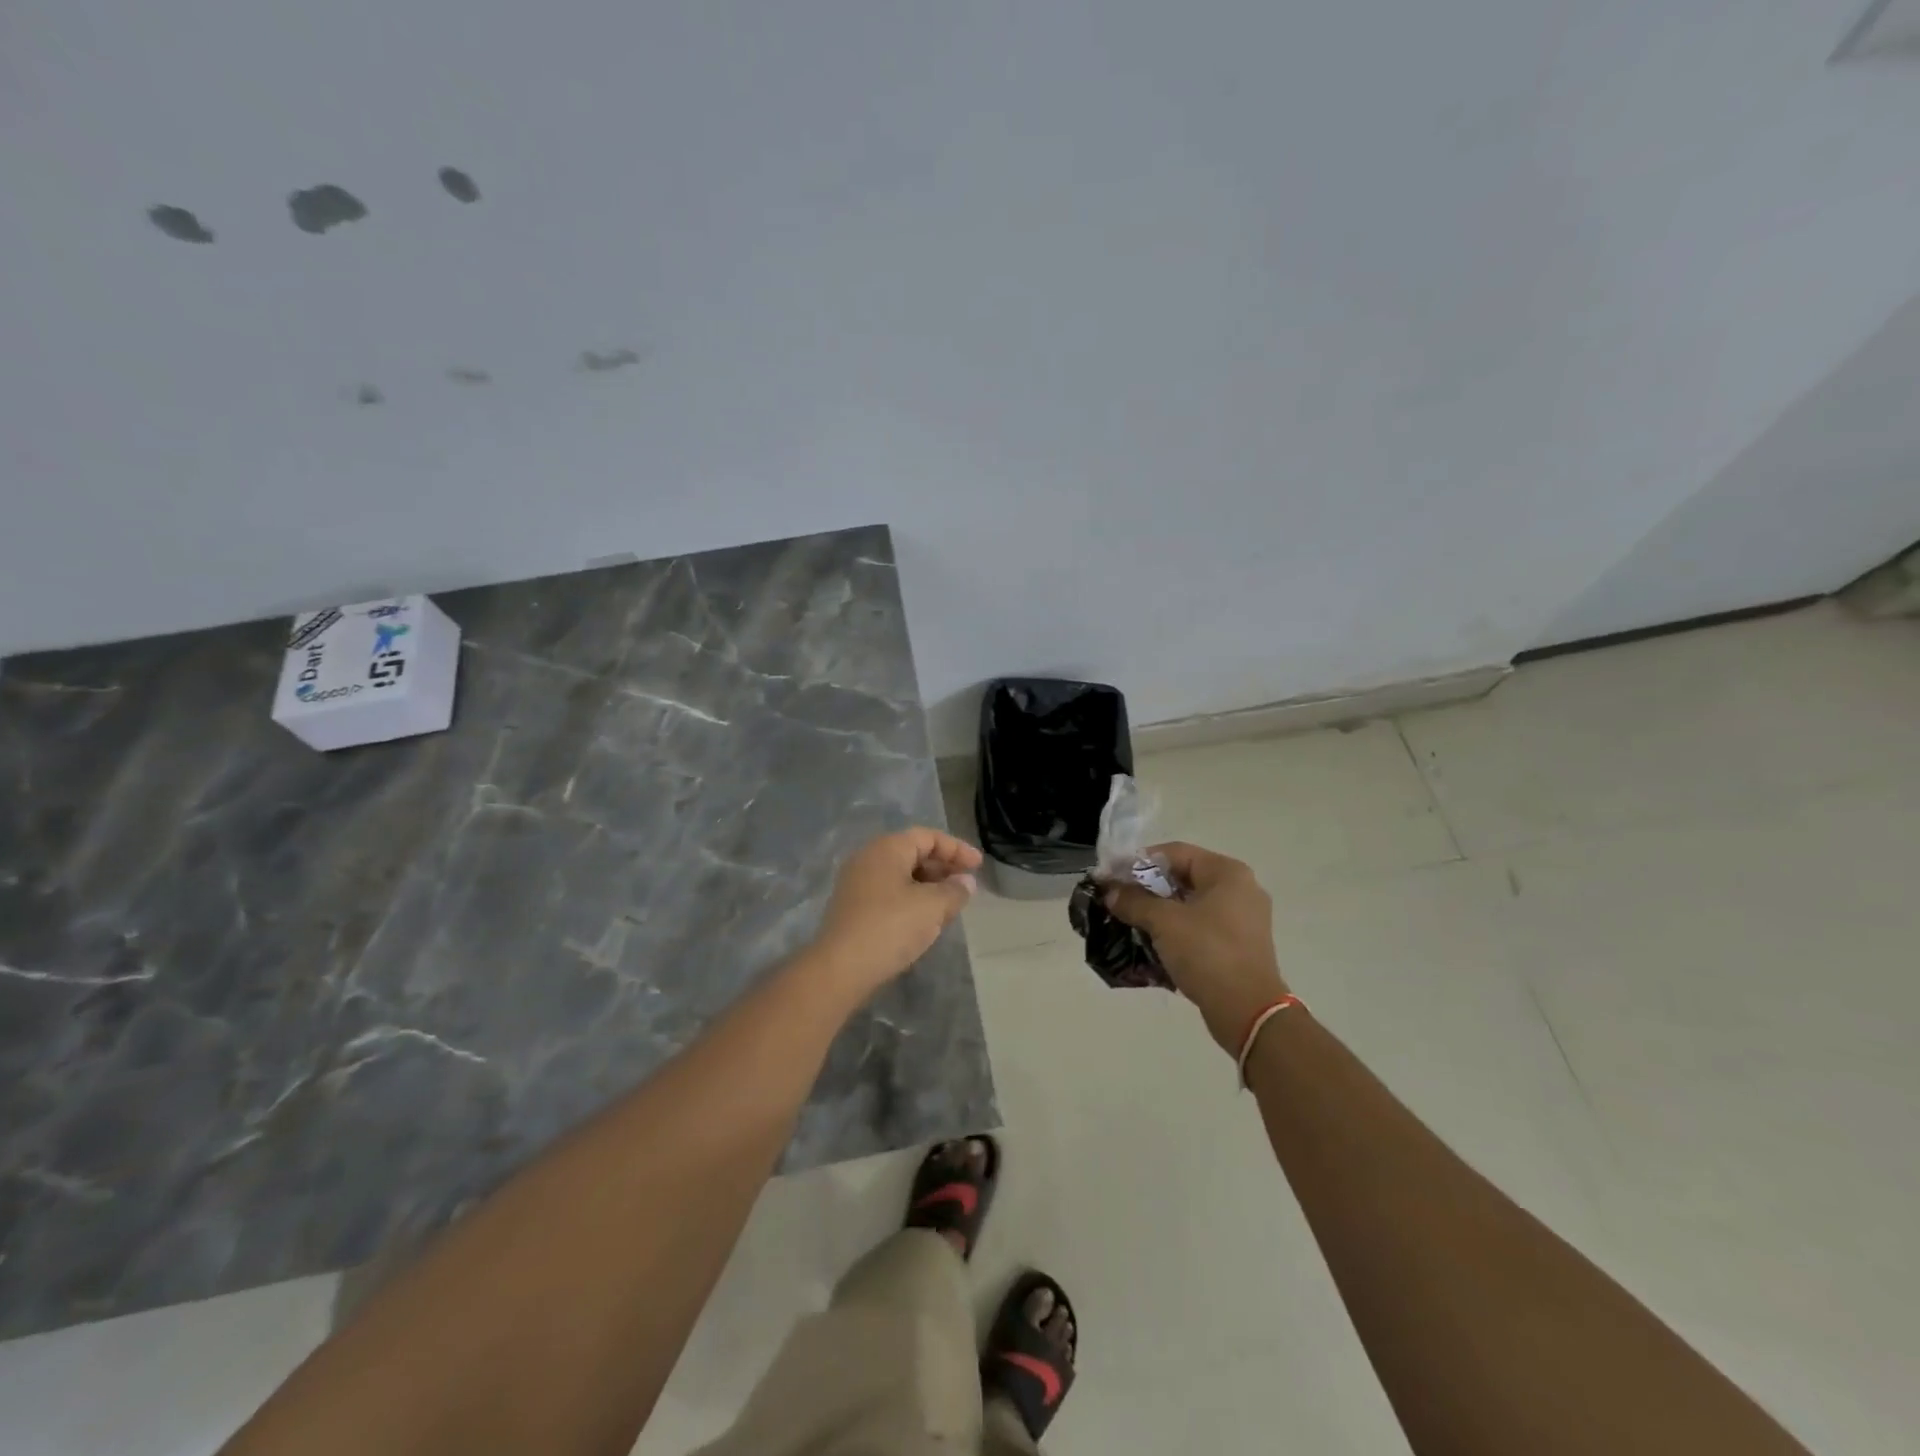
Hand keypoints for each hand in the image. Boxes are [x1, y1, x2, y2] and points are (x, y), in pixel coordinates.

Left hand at [807, 827, 981, 1002]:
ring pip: (901, 875)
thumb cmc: (890, 927)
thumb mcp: (932, 907)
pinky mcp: (853, 908)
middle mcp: (868, 858)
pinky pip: (889, 893)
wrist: (840, 968)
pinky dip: (912, 900)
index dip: (956, 849)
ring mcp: (857, 884)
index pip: (928, 836)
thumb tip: (965, 882)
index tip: (978, 866)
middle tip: (966, 886)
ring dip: (929, 886)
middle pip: (913, 853)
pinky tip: (925, 920)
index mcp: (887, 848)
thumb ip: (954, 891)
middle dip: (943, 867)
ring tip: (950, 905)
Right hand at [1105, 842, 1289, 1054]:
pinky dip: (1175, 931)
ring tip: (1128, 921)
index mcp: (1227, 873)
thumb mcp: (1164, 922)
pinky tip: (1150, 943)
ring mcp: (1242, 920)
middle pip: (1182, 877)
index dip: (1138, 862)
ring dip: (1158, 911)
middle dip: (1146, 888)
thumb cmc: (1208, 953)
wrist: (1248, 1012)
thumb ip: (1134, 901)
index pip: (1174, 852)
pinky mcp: (1238, 946)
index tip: (1111, 876)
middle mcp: (1239, 889)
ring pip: (1189, 905)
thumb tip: (1109, 892)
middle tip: (1117, 900)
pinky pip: (1199, 928)